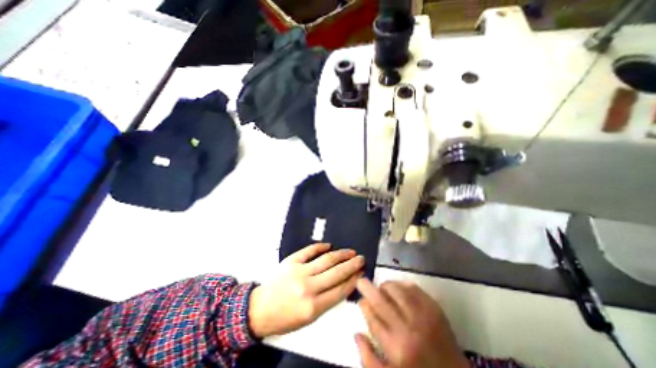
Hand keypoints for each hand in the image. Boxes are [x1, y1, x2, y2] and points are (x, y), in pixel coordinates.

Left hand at [251, 242, 365, 337]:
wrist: (260, 308)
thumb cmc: (286, 317)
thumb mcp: (310, 318)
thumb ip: (328, 301)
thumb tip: (345, 283)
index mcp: (313, 306)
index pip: (340, 290)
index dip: (353, 280)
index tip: (361, 273)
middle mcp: (308, 287)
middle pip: (336, 272)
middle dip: (352, 264)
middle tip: (360, 258)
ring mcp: (299, 271)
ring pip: (326, 259)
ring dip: (341, 254)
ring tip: (350, 251)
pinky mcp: (291, 261)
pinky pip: (309, 250)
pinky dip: (320, 246)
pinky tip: (329, 245)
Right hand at [356, 278, 468, 366]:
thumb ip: (368, 359)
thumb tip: (357, 333)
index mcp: (395, 347)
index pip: (372, 317)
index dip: (363, 305)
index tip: (361, 301)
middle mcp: (407, 328)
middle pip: (380, 300)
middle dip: (367, 287)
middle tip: (361, 282)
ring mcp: (422, 315)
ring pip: (395, 289)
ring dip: (384, 286)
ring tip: (382, 289)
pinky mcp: (434, 308)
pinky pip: (412, 287)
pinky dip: (401, 284)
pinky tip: (398, 289)